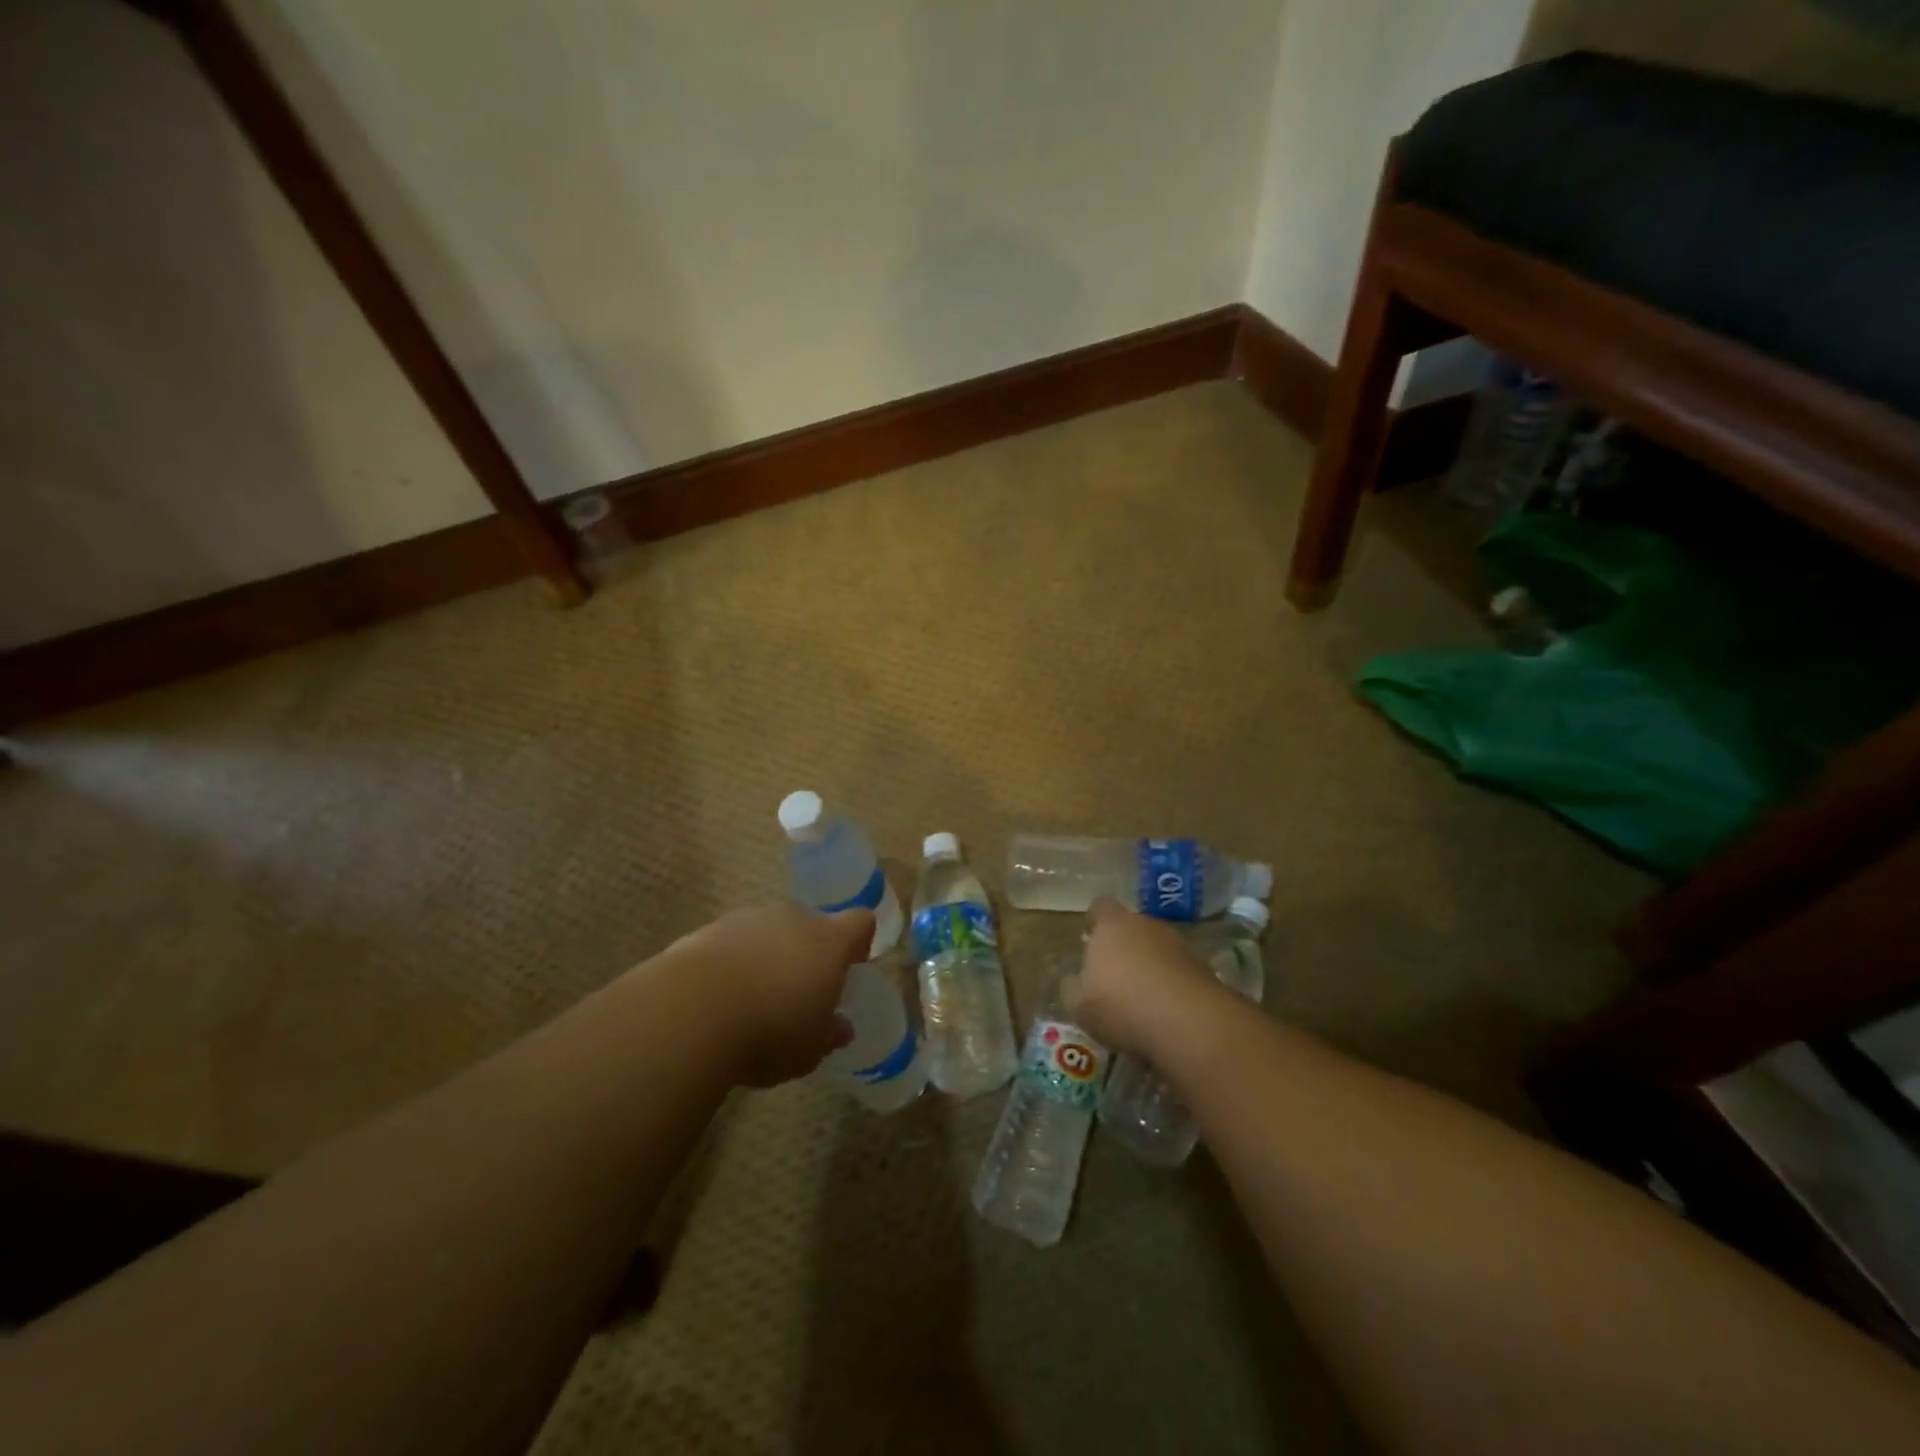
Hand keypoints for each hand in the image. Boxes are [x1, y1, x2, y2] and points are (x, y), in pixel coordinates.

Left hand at [660, 903, 872, 1087]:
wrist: (692, 1011)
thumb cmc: (770, 1031)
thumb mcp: (810, 1049)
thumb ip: (830, 1034)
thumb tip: (841, 1028)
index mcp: (831, 941)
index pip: (861, 923)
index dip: (859, 943)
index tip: (850, 970)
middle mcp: (795, 918)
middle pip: (813, 925)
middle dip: (809, 953)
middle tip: (799, 993)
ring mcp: (751, 918)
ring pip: (772, 931)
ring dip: (770, 955)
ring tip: (754, 999)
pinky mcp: (711, 928)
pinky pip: (734, 941)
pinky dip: (734, 961)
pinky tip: (720, 998)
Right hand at [1061, 896, 1219, 1059]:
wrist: (1189, 1023)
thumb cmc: (1121, 1006)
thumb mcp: (1078, 1005)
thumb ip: (1072, 987)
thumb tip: (1075, 979)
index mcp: (1112, 926)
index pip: (1100, 907)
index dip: (1094, 920)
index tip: (1089, 937)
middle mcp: (1147, 926)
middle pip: (1132, 927)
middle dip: (1124, 947)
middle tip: (1114, 977)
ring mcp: (1180, 945)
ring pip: (1158, 949)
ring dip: (1151, 967)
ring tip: (1143, 1000)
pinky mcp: (1205, 969)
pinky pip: (1180, 972)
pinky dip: (1173, 986)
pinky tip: (1167, 1013)